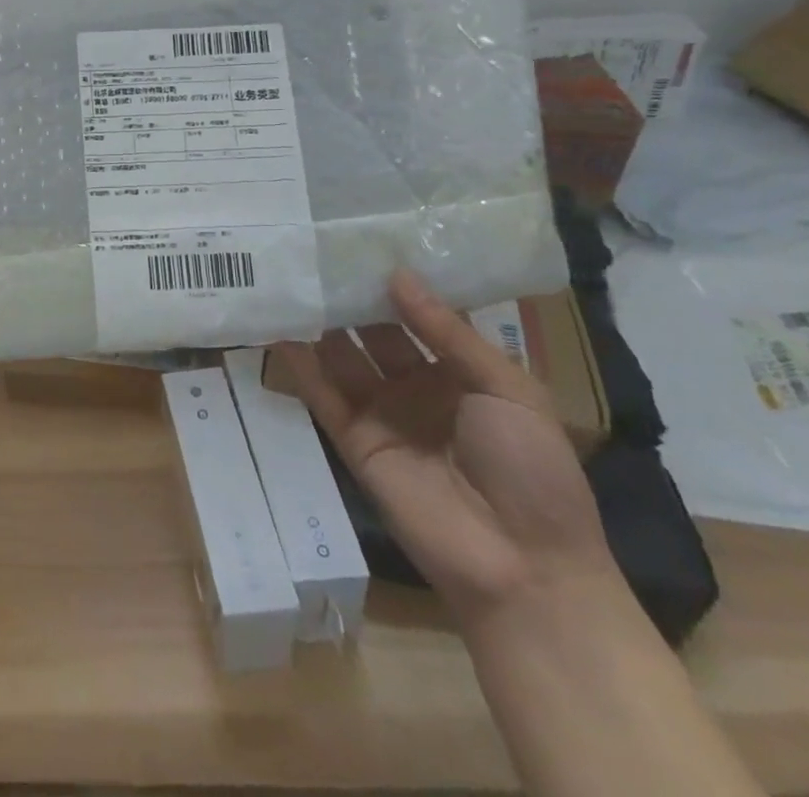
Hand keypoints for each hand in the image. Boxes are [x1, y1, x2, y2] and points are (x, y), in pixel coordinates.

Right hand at [270, 271, 618, 628]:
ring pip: (342, 356)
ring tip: (288, 277)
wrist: (523, 567)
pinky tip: (275, 326)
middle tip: (315, 251)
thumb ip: (449, 332)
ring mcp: (381, 412)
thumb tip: (397, 275)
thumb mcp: (508, 389)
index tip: (364, 242)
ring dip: (318, 322)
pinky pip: (321, 393)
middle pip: (374, 331)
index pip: (421, 317)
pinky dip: (297, 362)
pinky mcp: (352, 438)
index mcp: (462, 373)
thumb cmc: (533, 469)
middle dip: (350, 296)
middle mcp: (416, 386)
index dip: (396, 283)